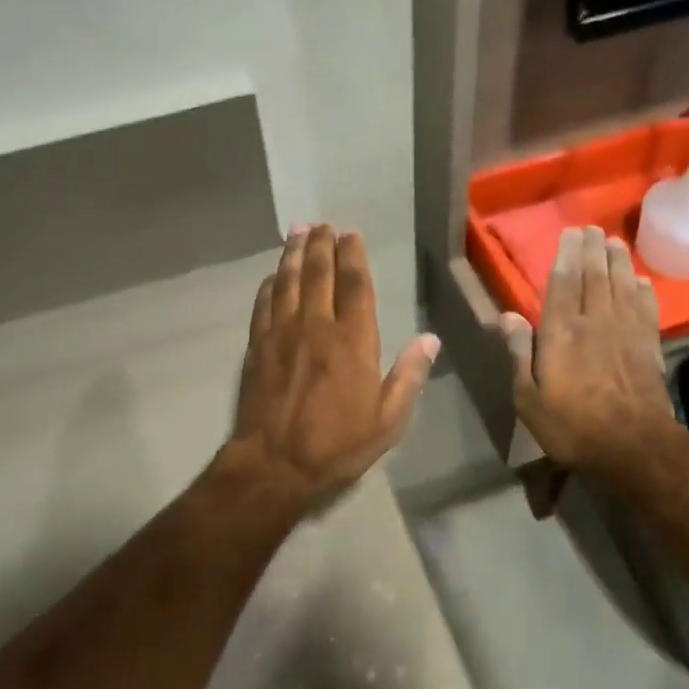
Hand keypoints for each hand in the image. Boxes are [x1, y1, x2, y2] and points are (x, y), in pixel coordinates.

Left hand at [227, 224, 439, 507]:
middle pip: (318, 274)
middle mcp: (317, 326)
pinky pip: (263, 304)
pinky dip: (269, 284)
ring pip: (287, 282)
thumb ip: (409, 377)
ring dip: (293, 254)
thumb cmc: (337, 445)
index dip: (353, 256)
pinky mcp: (257, 346)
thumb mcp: (387, 420)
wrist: (274, 463)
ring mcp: (282, 334)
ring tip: (297, 232)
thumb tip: (430, 340)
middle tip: (322, 225)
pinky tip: (273, 274)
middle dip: (321, 245)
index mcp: (353, 341)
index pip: (355, 286)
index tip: (351, 235)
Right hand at [501, 225, 672, 469]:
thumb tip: (506, 315)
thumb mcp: (528, 397)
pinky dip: (644, 291)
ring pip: (622, 286)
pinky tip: (642, 281)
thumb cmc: (571, 425)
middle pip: (595, 276)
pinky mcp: (649, 346)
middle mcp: (595, 322)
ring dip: (618, 262)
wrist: (633, 446)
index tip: (570, 233)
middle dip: (592, 250)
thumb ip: (518, 353)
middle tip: (592, 228)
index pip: (563, 283)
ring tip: (615, 243)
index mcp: (561, 332)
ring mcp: (626, 332)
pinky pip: (646, 309)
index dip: (566, 255)